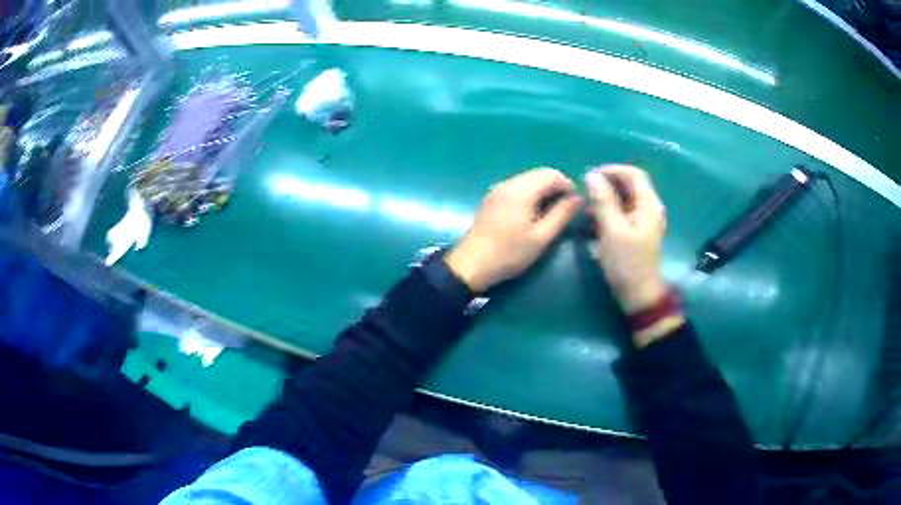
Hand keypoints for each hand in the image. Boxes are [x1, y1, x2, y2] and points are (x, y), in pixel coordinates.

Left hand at [445, 168, 581, 292]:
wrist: (471, 264)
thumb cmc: (509, 253)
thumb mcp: (541, 237)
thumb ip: (561, 215)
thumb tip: (578, 198)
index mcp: (522, 190)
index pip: (551, 174)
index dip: (568, 185)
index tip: (576, 204)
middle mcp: (509, 183)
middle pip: (539, 174)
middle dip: (556, 186)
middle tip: (566, 209)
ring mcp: (498, 190)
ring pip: (528, 179)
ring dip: (543, 190)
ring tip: (552, 212)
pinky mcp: (492, 198)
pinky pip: (517, 187)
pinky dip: (530, 194)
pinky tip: (533, 213)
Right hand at [585, 165, 667, 313]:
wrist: (639, 295)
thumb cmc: (627, 263)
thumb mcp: (612, 230)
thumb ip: (603, 201)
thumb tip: (591, 176)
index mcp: (649, 205)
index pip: (634, 174)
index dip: (613, 170)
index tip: (591, 177)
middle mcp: (649, 209)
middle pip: (629, 186)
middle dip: (607, 186)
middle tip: (586, 194)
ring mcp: (644, 222)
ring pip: (625, 200)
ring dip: (606, 200)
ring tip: (587, 211)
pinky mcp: (637, 233)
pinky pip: (623, 214)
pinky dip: (609, 213)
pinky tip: (595, 223)